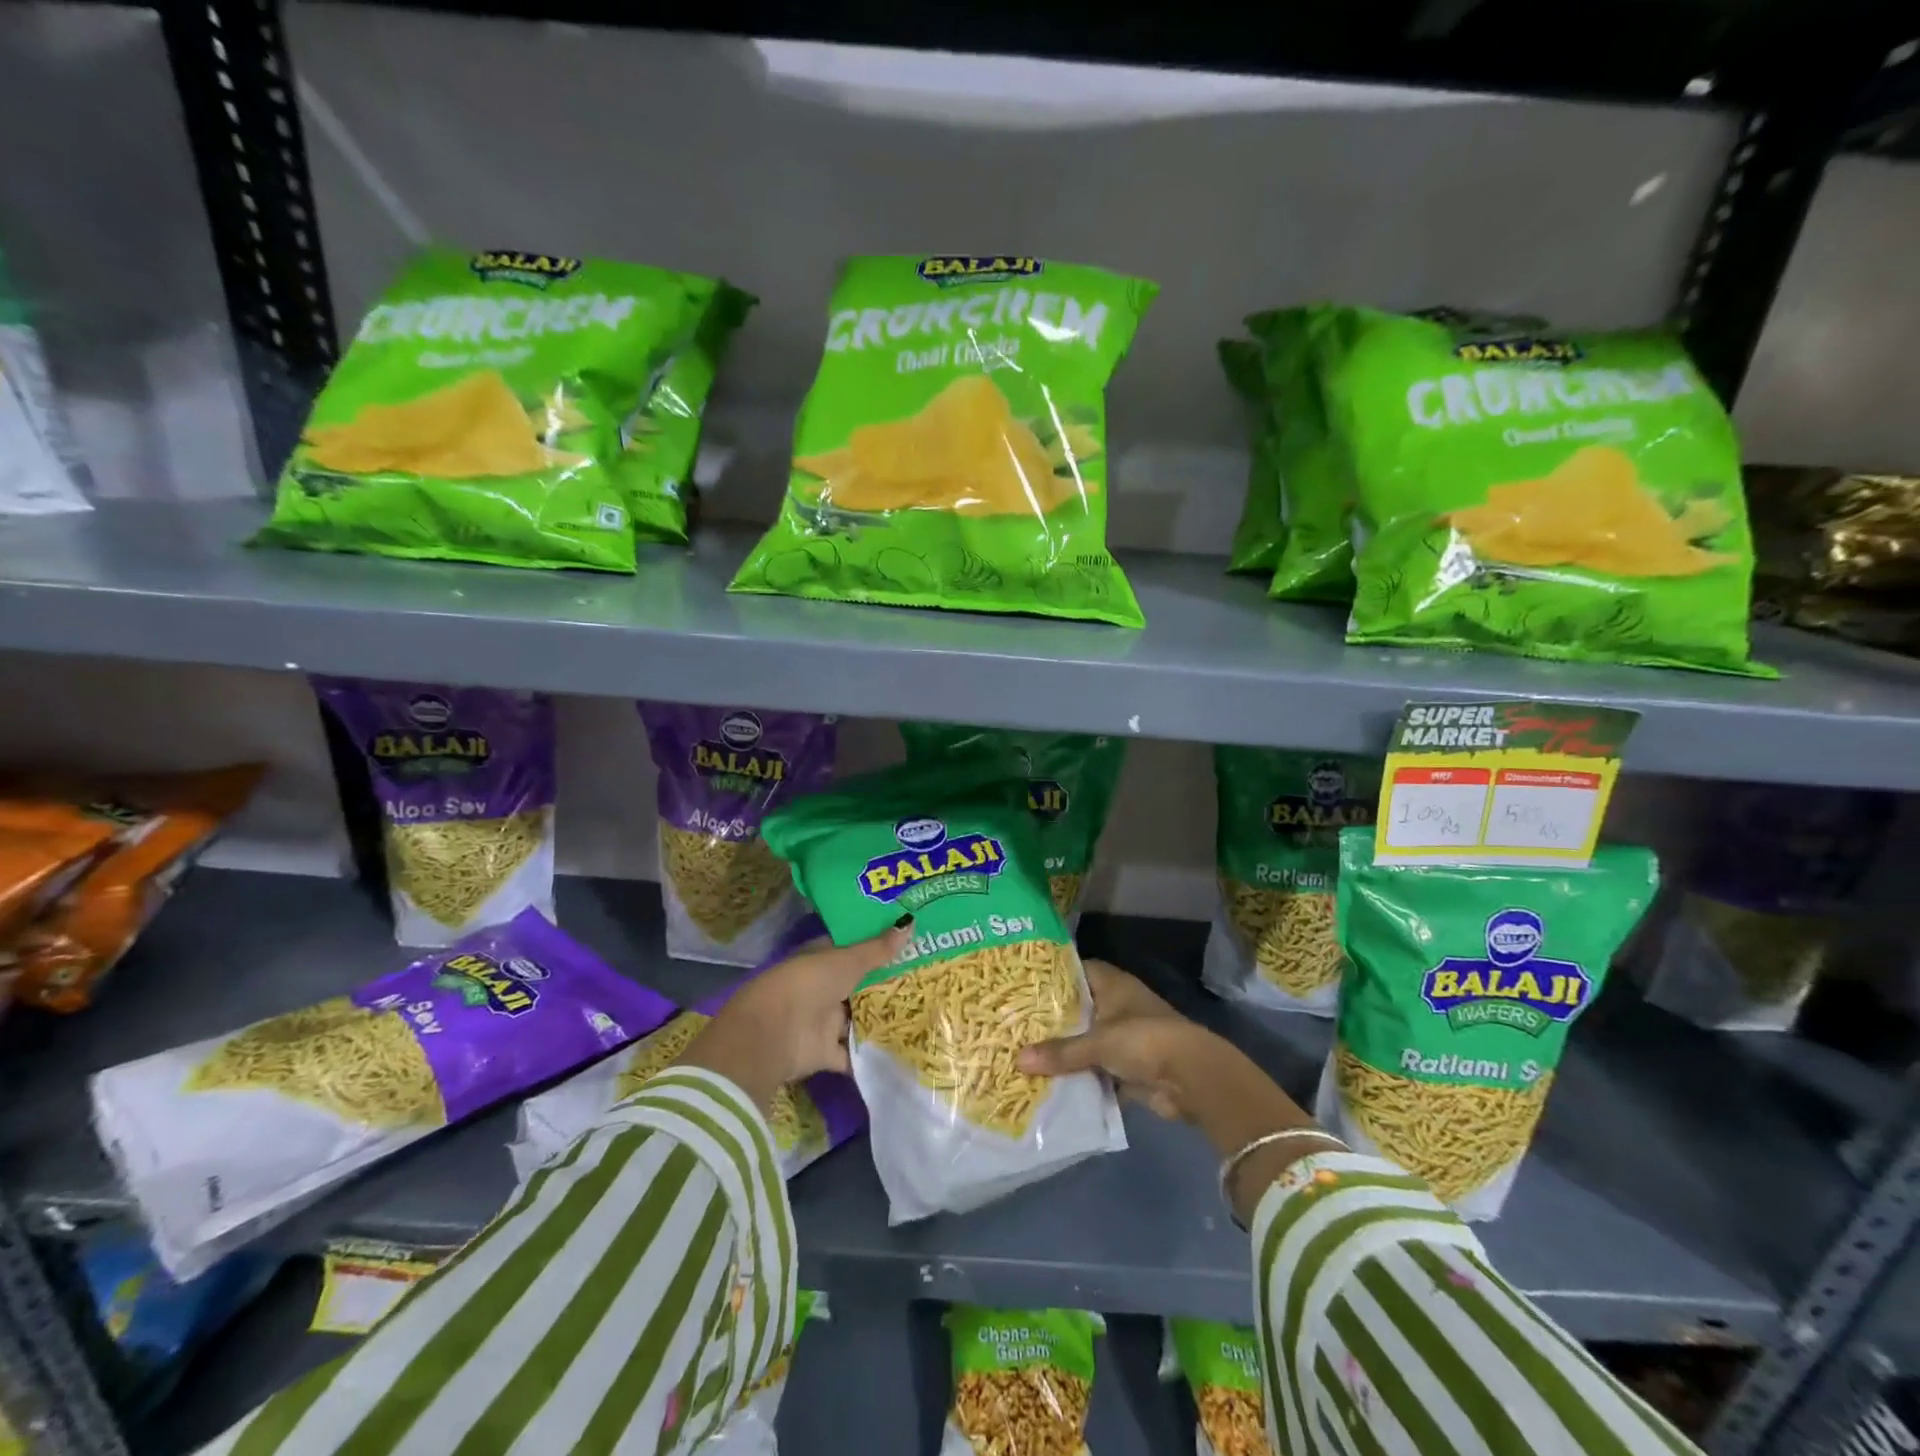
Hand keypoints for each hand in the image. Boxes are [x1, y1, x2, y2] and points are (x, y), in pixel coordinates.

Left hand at [680, 918, 910, 1110]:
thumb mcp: (847, 961)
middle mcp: (822, 988)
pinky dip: (870, 1057)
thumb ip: (878, 949)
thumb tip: (910, 923)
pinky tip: (902, 1053)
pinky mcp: (825, 1053)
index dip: (877, 945)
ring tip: (922, 1014)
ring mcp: (823, 1021)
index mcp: (821, 959)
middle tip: (925, 978)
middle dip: (885, 984)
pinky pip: (852, 1054)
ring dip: (880, 1019)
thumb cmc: (807, 984)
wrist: (772, 1035)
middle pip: (857, 985)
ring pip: (856, 1019)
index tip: (909, 943)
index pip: (852, 949)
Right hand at [1019, 958, 1323, 1219]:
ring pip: (1085, 1040)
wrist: (1192, 1078)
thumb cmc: (1144, 1040)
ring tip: (1022, 1053)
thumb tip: (1018, 1060)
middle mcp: (1117, 1005)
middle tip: (1013, 1022)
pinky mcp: (1127, 1067)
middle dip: (1051, 1018)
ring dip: (1064, 1050)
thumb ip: (1060, 1052)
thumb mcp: (1098, 1042)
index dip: (1051, 976)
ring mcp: (1123, 1037)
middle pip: (1078, 1007)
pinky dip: (1078, 1075)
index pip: (1076, 970)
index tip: (1021, 985)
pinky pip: (1095, 1068)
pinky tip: (1048, 1082)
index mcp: (1112, 984)